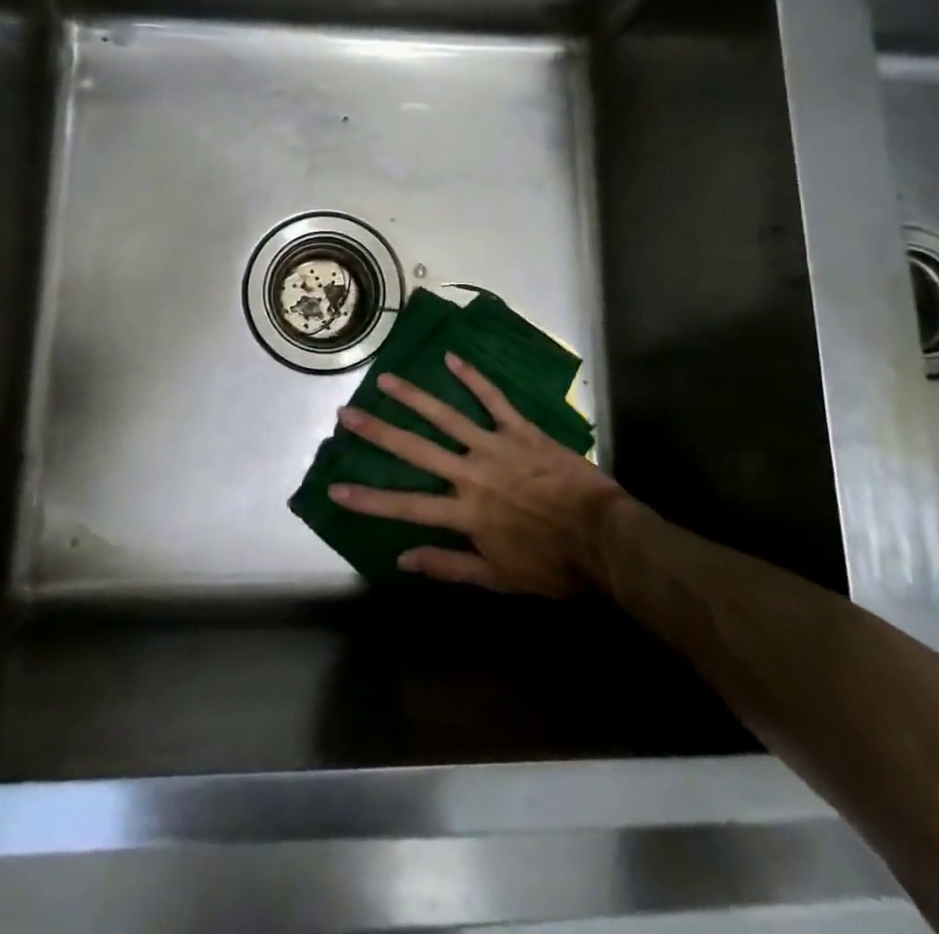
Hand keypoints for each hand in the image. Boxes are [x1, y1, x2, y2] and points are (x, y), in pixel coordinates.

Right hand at [328, 354, 627, 596]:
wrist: (603, 538)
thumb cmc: (552, 564)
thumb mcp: (498, 579)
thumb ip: (449, 567)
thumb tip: (403, 558)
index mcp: (464, 513)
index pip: (405, 505)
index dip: (368, 499)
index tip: (334, 487)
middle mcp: (471, 474)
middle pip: (416, 450)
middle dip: (378, 432)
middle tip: (347, 413)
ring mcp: (495, 447)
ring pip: (447, 416)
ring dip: (414, 397)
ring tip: (385, 379)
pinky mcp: (521, 430)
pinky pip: (494, 399)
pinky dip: (473, 378)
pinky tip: (452, 358)